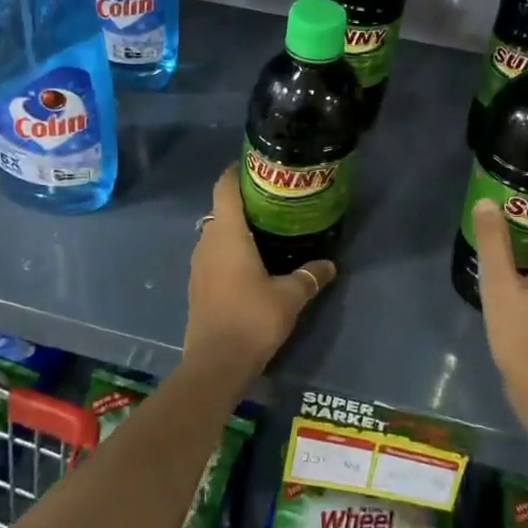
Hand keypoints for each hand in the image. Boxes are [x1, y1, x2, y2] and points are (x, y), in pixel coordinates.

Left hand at [184, 165, 336, 383]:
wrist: (215, 363)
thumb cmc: (252, 318)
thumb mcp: (290, 296)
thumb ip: (310, 276)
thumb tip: (330, 265)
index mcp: (227, 233)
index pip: (225, 187)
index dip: (236, 171)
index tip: (255, 165)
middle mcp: (207, 241)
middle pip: (221, 209)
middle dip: (243, 201)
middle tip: (273, 201)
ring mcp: (198, 264)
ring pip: (216, 233)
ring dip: (236, 228)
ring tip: (266, 229)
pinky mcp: (197, 285)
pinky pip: (213, 255)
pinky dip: (229, 250)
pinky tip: (251, 262)